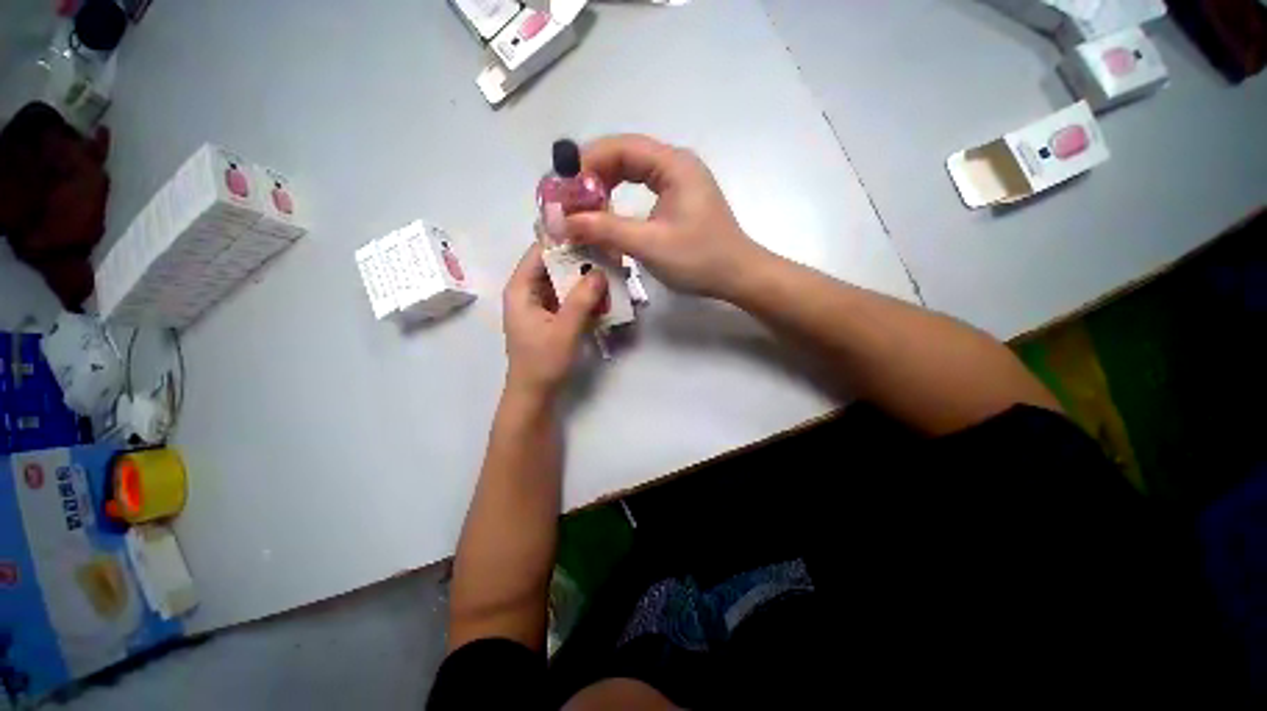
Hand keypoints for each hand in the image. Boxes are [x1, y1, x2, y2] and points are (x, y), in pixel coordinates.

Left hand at [502, 243, 607, 398]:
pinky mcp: (550, 317)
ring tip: (610, 270)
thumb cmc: (543, 362)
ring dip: (583, 278)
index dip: (563, 239)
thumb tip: (600, 271)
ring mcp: (539, 305)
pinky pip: (567, 297)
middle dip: (579, 260)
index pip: (540, 251)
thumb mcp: (565, 329)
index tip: (591, 233)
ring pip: (562, 281)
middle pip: (553, 265)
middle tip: (607, 253)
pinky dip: (583, 294)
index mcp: (521, 289)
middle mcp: (527, 291)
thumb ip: (582, 299)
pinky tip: (603, 293)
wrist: (535, 394)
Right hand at [565, 135, 769, 300]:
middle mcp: (675, 164)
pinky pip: (641, 191)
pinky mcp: (678, 201)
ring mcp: (678, 183)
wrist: (737, 276)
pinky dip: (621, 202)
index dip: (587, 163)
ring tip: (583, 210)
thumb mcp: (649, 244)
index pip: (620, 147)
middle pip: (624, 157)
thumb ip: (606, 230)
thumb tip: (564, 222)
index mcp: (673, 164)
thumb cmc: (699, 259)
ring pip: (631, 175)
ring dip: (605, 190)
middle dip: (593, 177)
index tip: (563, 189)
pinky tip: (608, 217)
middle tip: (569, 202)